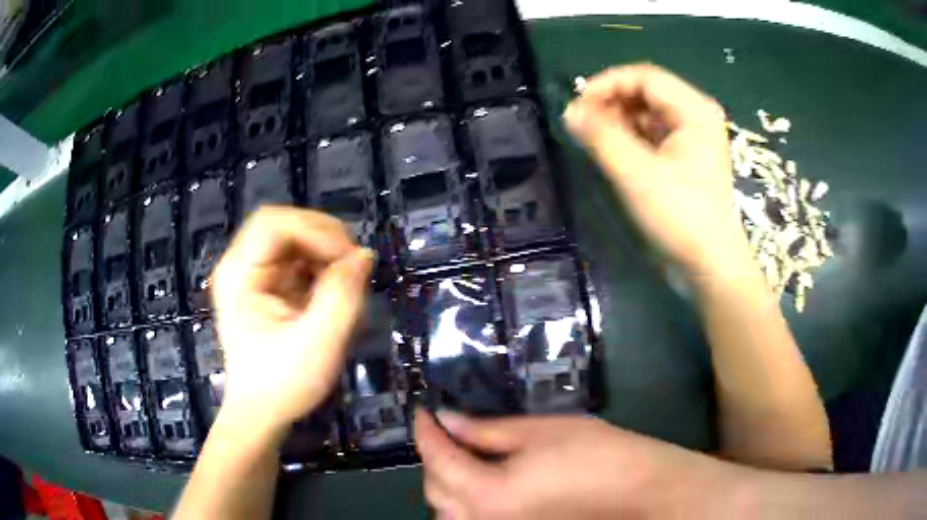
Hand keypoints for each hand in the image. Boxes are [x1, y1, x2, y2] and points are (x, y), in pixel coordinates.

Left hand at [211, 207, 373, 439]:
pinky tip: (332, 288)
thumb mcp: (318, 344)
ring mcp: (252, 274)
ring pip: (293, 237)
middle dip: (323, 237)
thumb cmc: (282, 384)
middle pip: (283, 223)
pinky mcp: (265, 284)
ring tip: (346, 280)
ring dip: (324, 250)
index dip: (315, 230)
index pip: (274, 223)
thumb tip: (363, 255)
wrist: (262, 412)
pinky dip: (320, 264)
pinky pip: (296, 257)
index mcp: (239, 275)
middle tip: (354, 265)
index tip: (349, 258)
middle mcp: (240, 265)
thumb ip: (342, 296)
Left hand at [415, 409, 739, 518]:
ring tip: (460, 459)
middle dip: (434, 459)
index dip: (426, 430)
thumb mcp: (539, 432)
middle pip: (435, 491)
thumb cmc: (596, 454)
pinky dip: (463, 505)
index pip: (437, 458)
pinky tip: (480, 486)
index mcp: (486, 494)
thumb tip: (449, 419)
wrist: (637, 488)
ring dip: (444, 486)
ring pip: (447, 514)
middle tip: (446, 432)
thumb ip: (487, 431)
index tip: (423, 410)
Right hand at [564, 64, 748, 275]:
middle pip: (646, 92)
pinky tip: (613, 151)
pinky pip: (652, 133)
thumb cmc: (681, 218)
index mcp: (694, 110)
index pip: (644, 77)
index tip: (577, 105)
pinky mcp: (686, 156)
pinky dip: (630, 137)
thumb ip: (601, 138)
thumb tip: (569, 111)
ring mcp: (692, 136)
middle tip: (582, 124)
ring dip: (618, 121)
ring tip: (594, 139)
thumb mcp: (637, 175)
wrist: (710, 265)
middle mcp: (696, 115)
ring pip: (647, 113)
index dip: (607, 85)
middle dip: (611, 103)